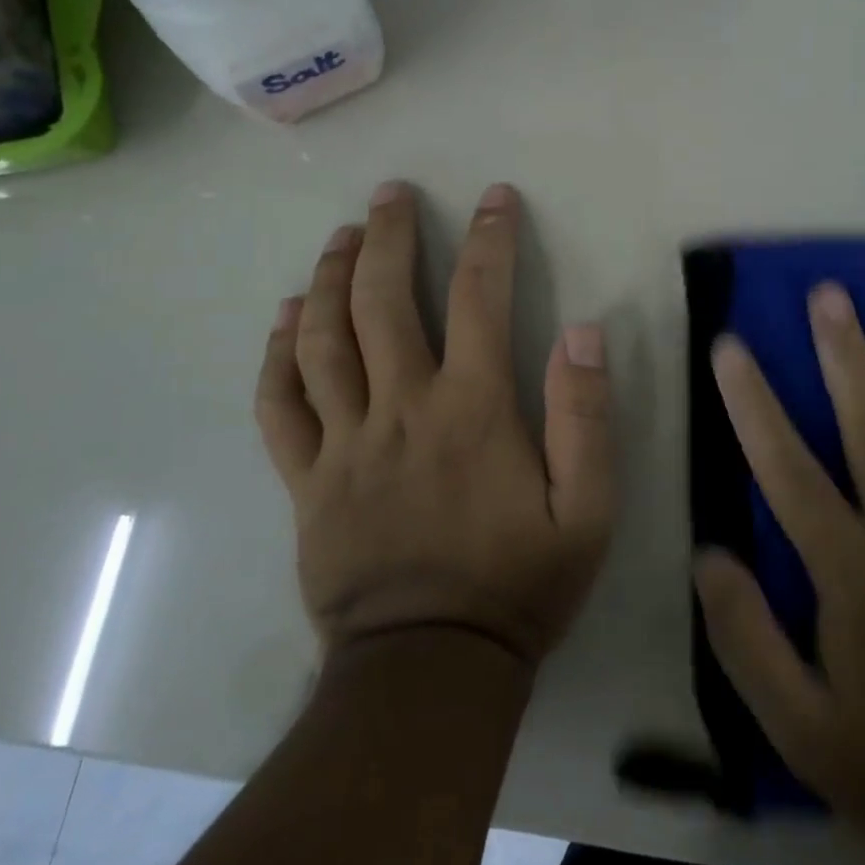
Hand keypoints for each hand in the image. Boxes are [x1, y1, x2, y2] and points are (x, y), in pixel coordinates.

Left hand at [255, 181, 613, 666]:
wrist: (430, 669)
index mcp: (471, 409)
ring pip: (321, 340)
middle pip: (381, 301)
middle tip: (390, 194)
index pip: (479, 298)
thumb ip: (586, 417)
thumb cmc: (518, 584)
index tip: (495, 198)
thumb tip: (583, 331)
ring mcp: (344, 443)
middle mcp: (401, 408)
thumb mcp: (587, 510)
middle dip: (387, 236)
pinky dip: (277, 355)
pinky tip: (284, 318)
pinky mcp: (307, 480)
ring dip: (328, 278)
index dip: (489, 239)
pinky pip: (279, 406)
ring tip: (339, 236)